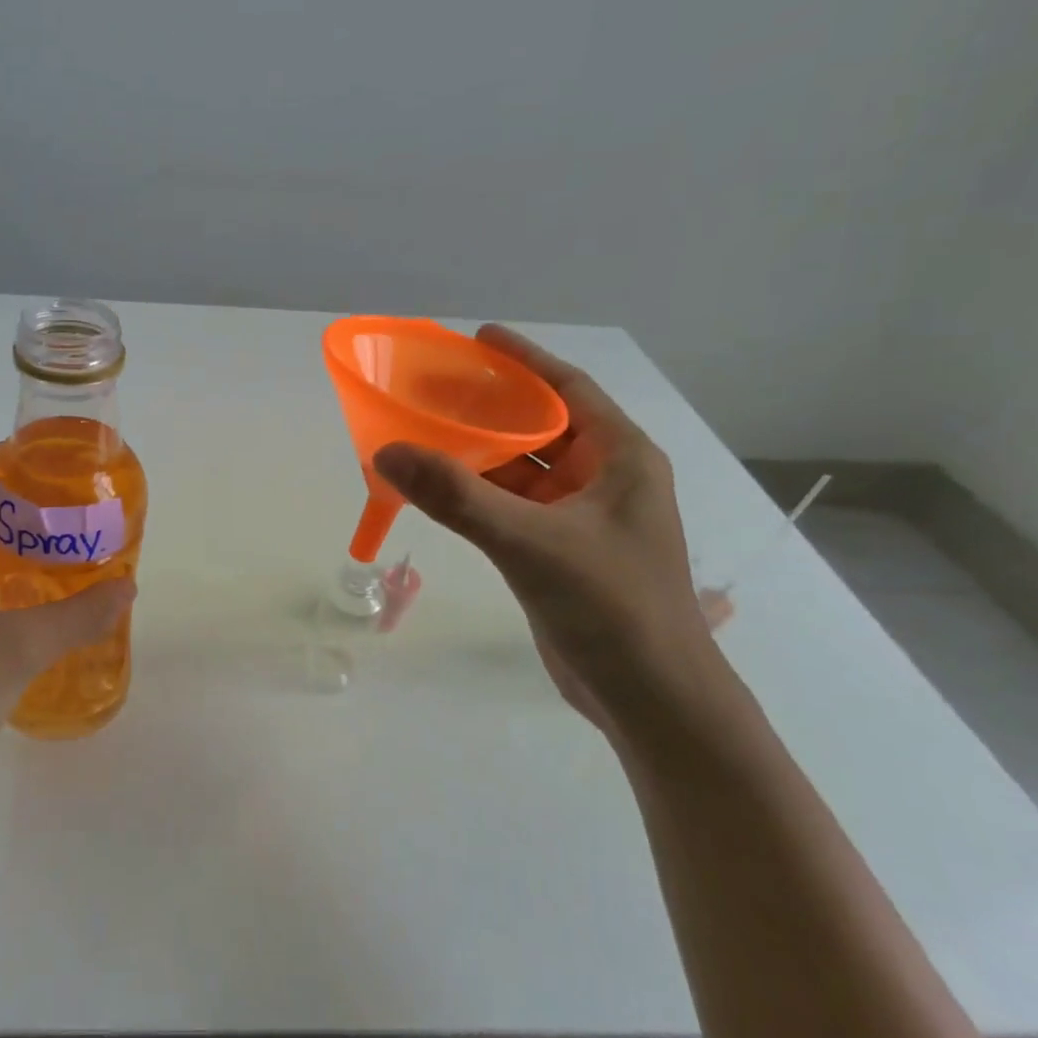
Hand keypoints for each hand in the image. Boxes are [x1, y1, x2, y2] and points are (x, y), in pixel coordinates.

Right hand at [372, 326, 711, 731]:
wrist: (650, 698)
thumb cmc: (609, 606)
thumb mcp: (529, 542)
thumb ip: (456, 497)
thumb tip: (387, 452)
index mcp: (620, 458)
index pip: (569, 389)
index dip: (524, 360)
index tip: (477, 339)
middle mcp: (605, 480)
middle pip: (541, 426)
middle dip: (490, 406)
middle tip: (434, 388)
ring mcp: (583, 519)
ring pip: (523, 470)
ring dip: (479, 453)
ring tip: (425, 433)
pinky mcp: (560, 552)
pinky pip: (514, 506)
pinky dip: (479, 494)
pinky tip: (441, 490)